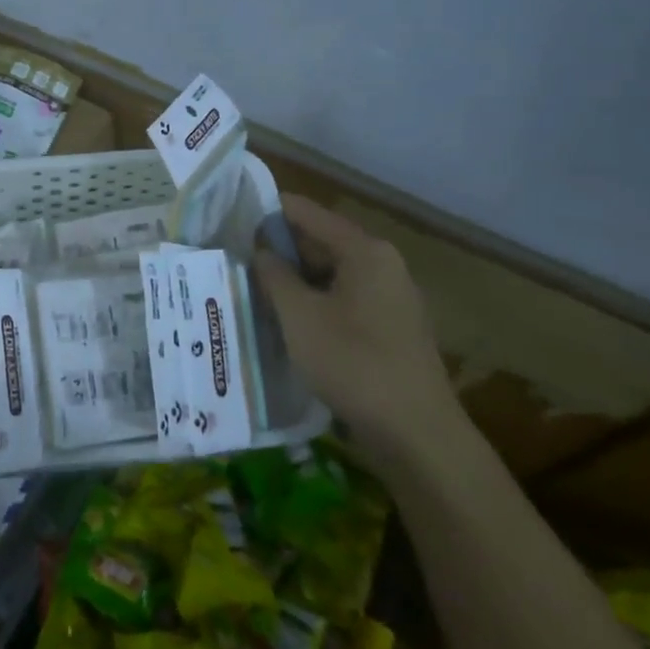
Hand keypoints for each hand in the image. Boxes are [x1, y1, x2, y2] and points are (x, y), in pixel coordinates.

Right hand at [254, 194, 464, 471]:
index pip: (306, 212)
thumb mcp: (299, 315)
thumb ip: (274, 275)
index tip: (231, 219)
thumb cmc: (353, 363)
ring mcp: (390, 297)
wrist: (418, 436)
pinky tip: (287, 320)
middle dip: (279, 250)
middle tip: (236, 258)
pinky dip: (314, 302)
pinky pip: (343, 299)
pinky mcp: (390, 328)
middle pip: (320, 241)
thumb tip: (261, 250)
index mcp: (364, 250)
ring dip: (294, 280)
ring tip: (253, 288)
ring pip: (330, 273)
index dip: (268, 212)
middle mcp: (382, 264)